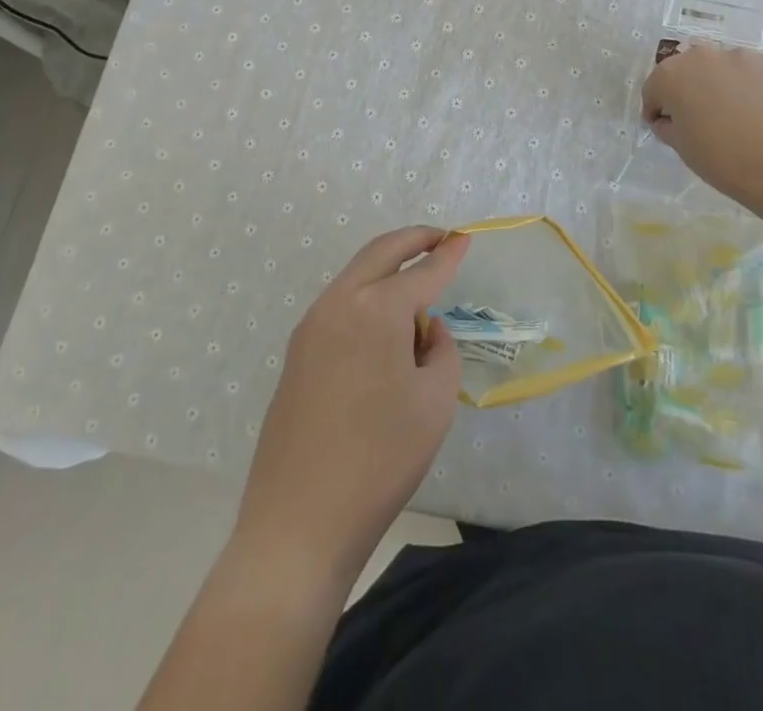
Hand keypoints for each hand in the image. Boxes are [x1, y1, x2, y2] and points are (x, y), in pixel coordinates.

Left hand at [235, 227, 468, 582]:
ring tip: (417, 283)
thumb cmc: (379, 460)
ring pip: (356, 276)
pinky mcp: (296, 353)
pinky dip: (367, 296)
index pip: (422, 270)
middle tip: (440, 238)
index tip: (465, 238)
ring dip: (387, 268)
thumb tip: (425, 329)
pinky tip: (384, 324)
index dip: (448, 253)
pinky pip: (340, 305)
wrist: (297, 523)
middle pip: (380, 253)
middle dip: (413, 240)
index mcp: (376, 309)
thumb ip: (440, 350)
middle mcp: (339, 303)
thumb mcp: (434, 403)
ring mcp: (311, 326)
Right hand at [641, 43, 762, 201]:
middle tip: (701, 117)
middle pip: (690, 70)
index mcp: (671, 74)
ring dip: (724, 84)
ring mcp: (742, 56)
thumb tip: (670, 120)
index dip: (658, 109)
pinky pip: (757, 73)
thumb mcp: (680, 146)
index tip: (666, 126)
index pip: (655, 88)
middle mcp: (704, 55)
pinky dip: (756, 87)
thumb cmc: (718, 157)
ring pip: (726, 68)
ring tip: (737, 113)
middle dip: (691, 88)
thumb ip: (668, 126)